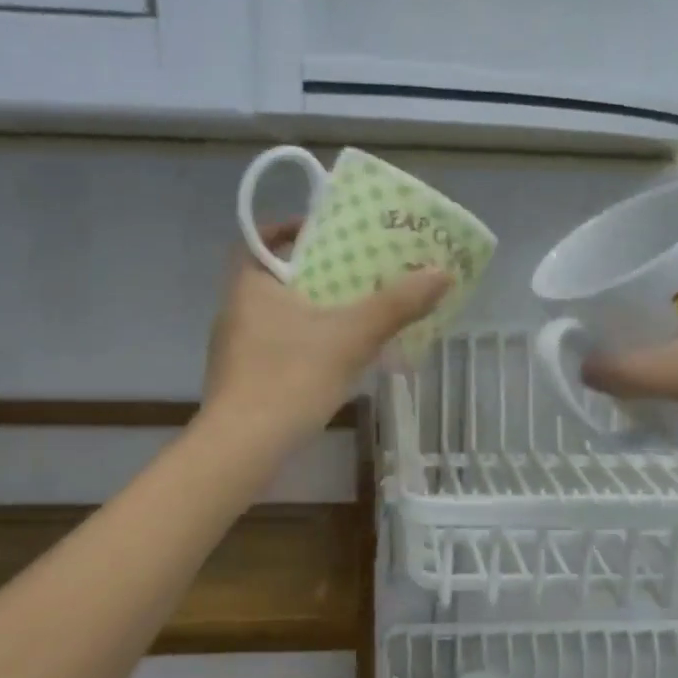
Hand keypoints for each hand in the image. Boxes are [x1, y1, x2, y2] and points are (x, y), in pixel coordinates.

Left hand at [205, 221, 452, 444]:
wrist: (243, 448)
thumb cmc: (291, 377)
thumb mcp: (351, 336)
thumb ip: (396, 305)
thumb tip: (441, 273)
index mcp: (250, 284)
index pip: (263, 238)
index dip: (292, 229)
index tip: (327, 233)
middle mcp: (235, 310)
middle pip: (277, 277)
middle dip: (316, 273)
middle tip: (357, 273)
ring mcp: (235, 348)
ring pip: (278, 315)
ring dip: (312, 310)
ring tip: (354, 314)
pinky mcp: (243, 380)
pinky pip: (277, 346)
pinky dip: (304, 343)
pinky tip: (333, 360)